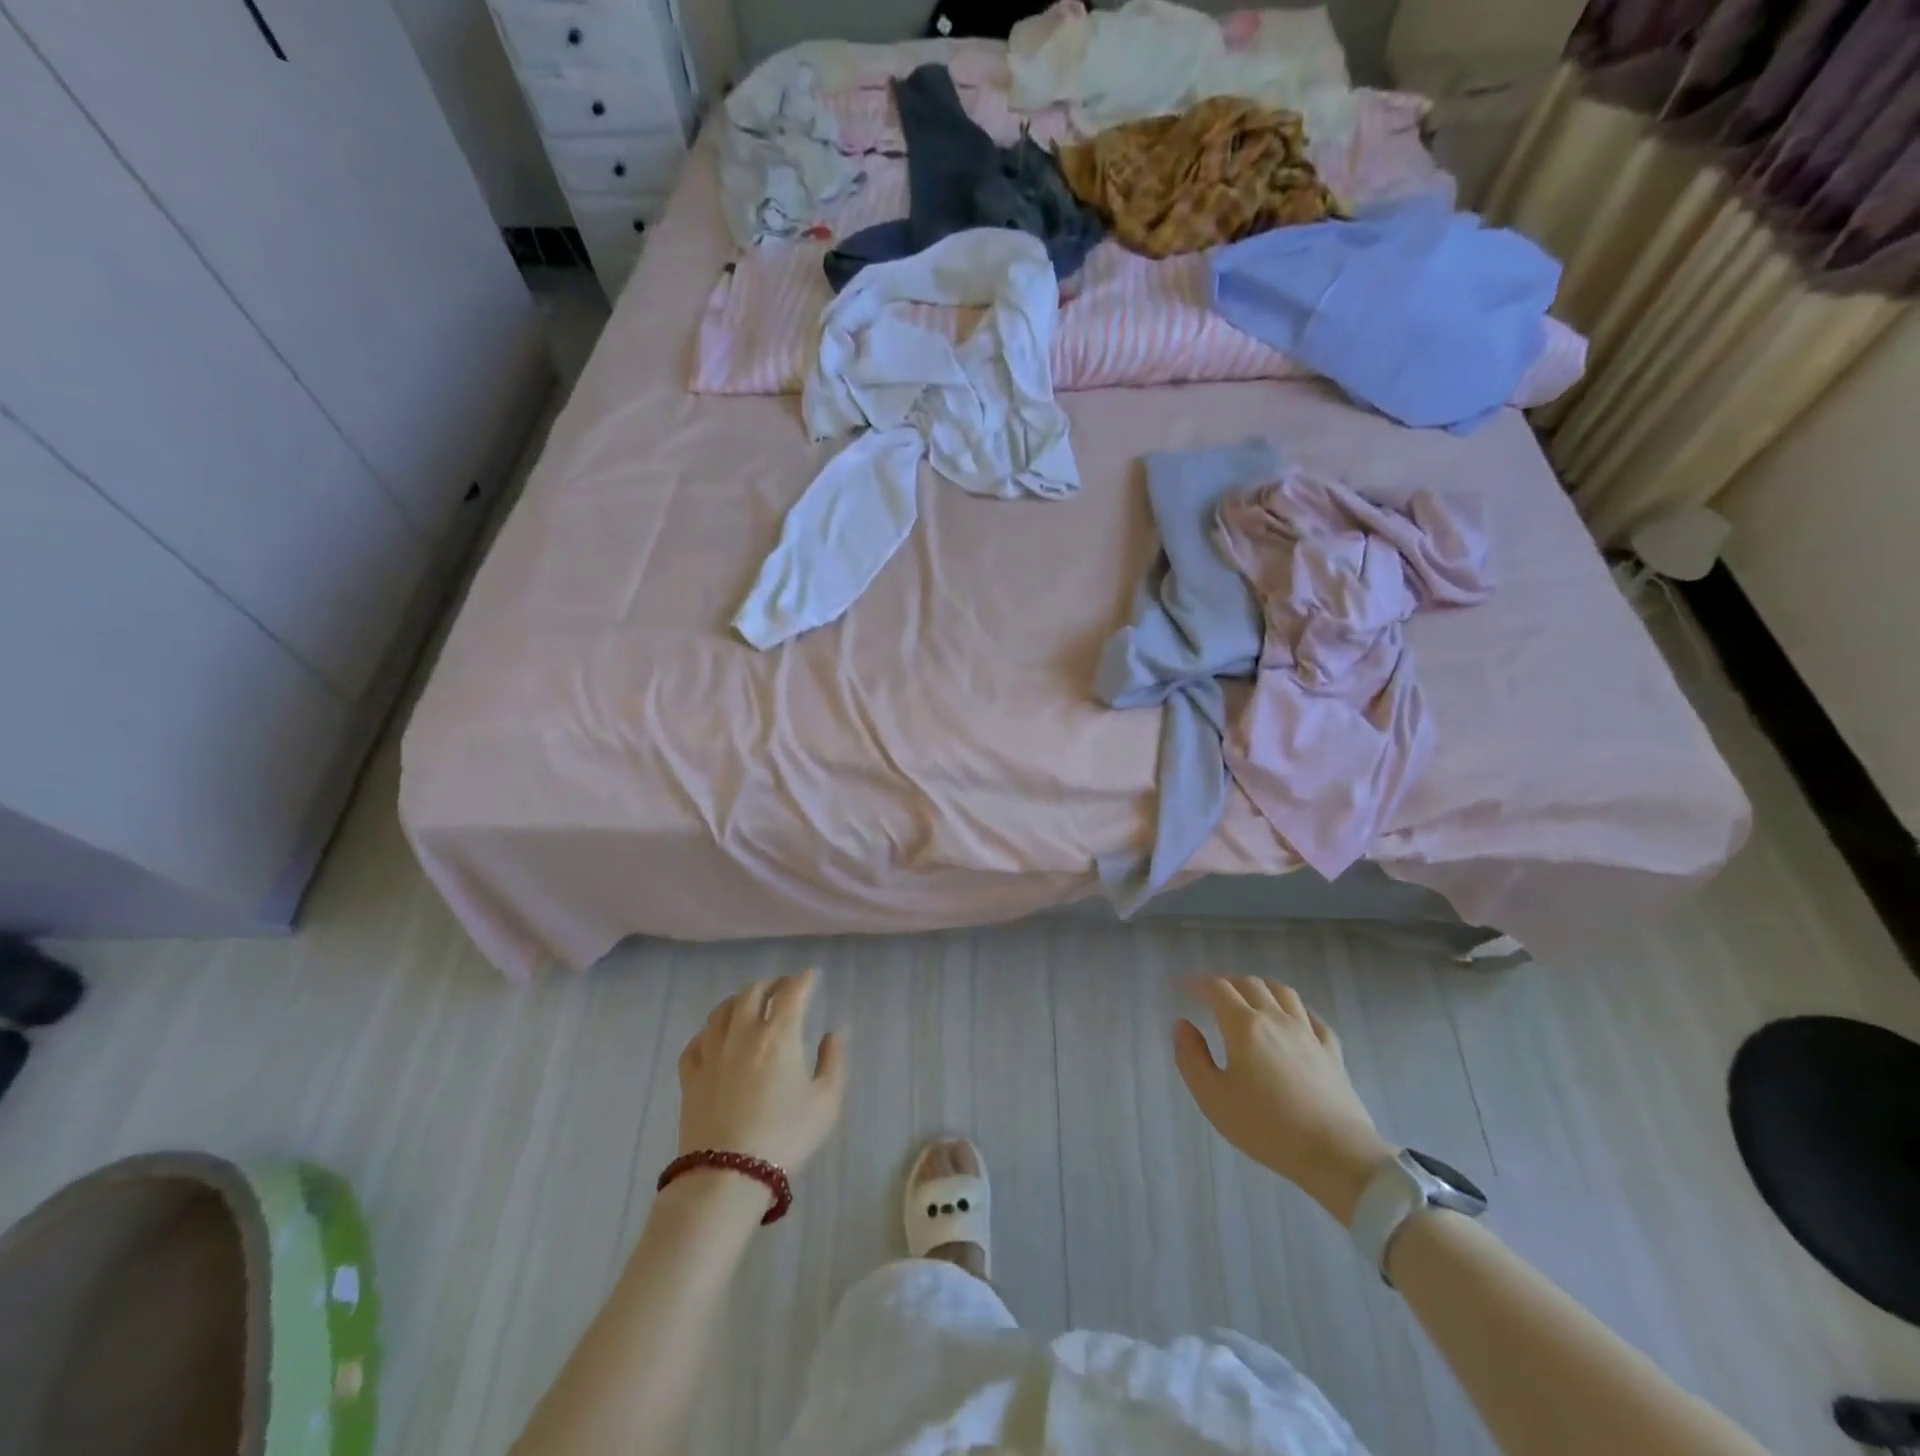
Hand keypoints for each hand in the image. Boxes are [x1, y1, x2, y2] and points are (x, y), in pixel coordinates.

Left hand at [675, 969, 847, 1175]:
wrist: (727, 1176)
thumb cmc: (785, 1137)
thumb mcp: (826, 1102)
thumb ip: (834, 1061)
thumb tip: (834, 1033)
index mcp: (779, 1035)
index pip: (792, 992)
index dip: (804, 979)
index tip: (813, 976)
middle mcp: (743, 1033)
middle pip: (753, 992)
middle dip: (772, 984)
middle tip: (783, 987)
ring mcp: (712, 1053)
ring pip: (722, 1010)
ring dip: (739, 999)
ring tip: (749, 1003)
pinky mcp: (690, 1076)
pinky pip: (697, 1040)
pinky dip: (709, 1031)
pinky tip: (714, 1037)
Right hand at [1173, 977, 1391, 1224]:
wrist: (1336, 1154)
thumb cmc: (1266, 1127)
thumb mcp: (1213, 1098)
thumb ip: (1191, 1057)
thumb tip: (1183, 1025)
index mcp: (1244, 1026)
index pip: (1217, 989)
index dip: (1198, 983)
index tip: (1184, 986)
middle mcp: (1276, 1019)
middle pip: (1250, 984)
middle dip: (1227, 982)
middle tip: (1213, 994)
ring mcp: (1308, 1033)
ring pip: (1283, 992)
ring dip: (1261, 987)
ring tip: (1250, 997)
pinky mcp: (1332, 1052)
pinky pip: (1313, 1018)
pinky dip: (1296, 1010)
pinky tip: (1294, 1019)